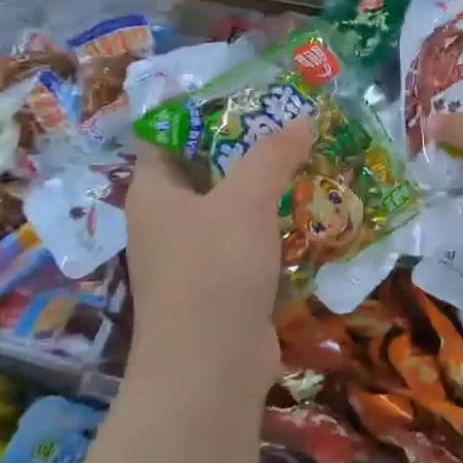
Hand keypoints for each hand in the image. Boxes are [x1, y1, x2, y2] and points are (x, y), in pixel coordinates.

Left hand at [122, 120, 314, 387]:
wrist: (210, 370)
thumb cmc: (213, 271)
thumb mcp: (245, 200)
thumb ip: (273, 155)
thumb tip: (303, 119)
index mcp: (153, 191)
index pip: (167, 134)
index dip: (203, 109)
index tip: (249, 92)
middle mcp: (166, 219)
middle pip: (206, 168)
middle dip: (248, 144)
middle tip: (293, 120)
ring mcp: (193, 255)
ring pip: (231, 206)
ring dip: (266, 185)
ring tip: (309, 157)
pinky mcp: (221, 284)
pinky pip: (247, 239)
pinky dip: (273, 223)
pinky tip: (307, 210)